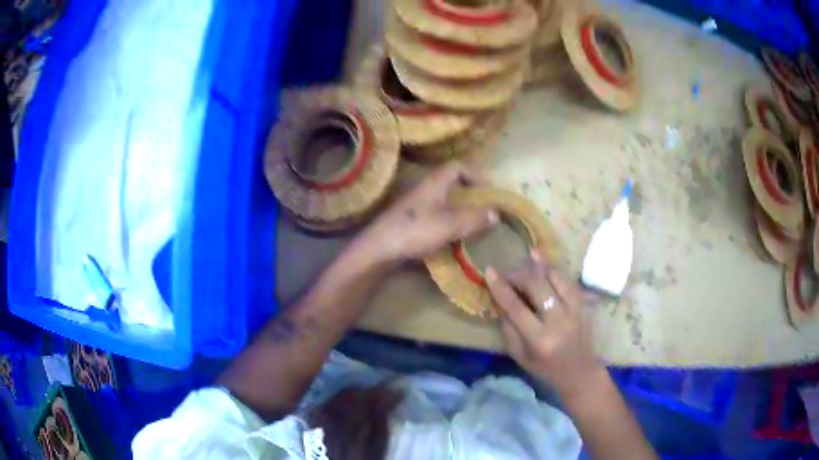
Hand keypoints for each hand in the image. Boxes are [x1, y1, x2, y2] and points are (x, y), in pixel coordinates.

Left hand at [354, 162, 497, 264]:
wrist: (378, 248)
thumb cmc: (415, 231)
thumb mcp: (450, 225)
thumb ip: (474, 218)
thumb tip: (496, 212)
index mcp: (435, 183)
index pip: (457, 167)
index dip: (475, 174)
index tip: (488, 189)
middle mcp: (424, 189)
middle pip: (450, 182)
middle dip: (469, 192)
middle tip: (483, 207)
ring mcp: (414, 205)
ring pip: (442, 199)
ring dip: (458, 207)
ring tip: (472, 222)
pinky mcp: (409, 220)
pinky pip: (434, 213)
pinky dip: (447, 219)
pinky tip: (451, 235)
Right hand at [486, 251, 604, 398]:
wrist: (580, 372)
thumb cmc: (546, 369)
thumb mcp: (520, 356)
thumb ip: (509, 330)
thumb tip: (502, 303)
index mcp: (539, 339)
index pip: (516, 307)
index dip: (501, 287)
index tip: (489, 271)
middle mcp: (558, 321)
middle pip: (537, 285)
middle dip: (519, 274)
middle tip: (508, 274)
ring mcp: (574, 310)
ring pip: (555, 277)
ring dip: (537, 267)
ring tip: (525, 263)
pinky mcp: (583, 305)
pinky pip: (567, 280)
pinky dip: (553, 269)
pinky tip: (542, 260)